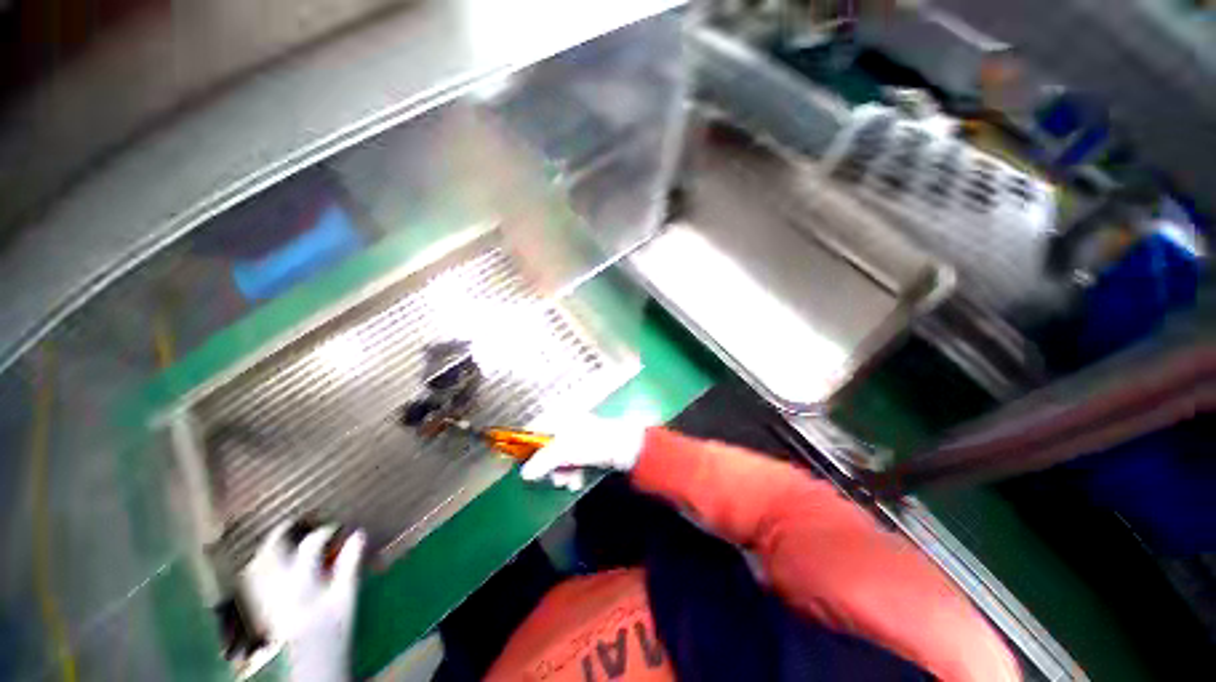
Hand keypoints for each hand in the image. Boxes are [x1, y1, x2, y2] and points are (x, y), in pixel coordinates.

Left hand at [243, 522, 365, 681]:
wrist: (312, 662)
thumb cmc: (334, 628)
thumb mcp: (348, 596)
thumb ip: (350, 564)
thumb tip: (359, 533)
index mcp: (302, 580)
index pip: (312, 543)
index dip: (327, 530)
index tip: (340, 526)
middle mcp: (277, 585)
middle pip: (273, 548)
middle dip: (285, 530)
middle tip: (299, 519)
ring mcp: (264, 596)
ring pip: (258, 561)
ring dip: (270, 546)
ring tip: (284, 536)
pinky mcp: (259, 606)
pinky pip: (254, 578)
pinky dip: (261, 565)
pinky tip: (269, 564)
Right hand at [520, 415, 647, 490]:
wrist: (629, 448)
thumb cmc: (595, 443)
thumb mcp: (566, 450)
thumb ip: (543, 461)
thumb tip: (524, 474)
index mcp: (561, 417)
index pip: (535, 428)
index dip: (526, 446)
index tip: (520, 464)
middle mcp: (568, 424)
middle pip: (546, 445)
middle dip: (547, 466)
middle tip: (550, 479)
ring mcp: (579, 436)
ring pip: (559, 456)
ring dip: (560, 472)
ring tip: (567, 483)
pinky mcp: (588, 449)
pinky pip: (572, 461)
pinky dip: (571, 472)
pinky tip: (576, 482)